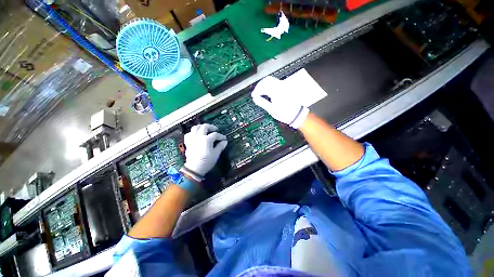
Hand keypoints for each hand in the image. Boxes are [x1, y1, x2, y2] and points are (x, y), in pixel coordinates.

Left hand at [182, 124, 227, 177]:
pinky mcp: (188, 142)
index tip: (224, 139)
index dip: (221, 136)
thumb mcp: (216, 154)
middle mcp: (199, 136)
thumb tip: (225, 141)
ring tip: (205, 129)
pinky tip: (196, 135)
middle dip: (211, 127)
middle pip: (204, 127)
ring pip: (195, 127)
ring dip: (201, 127)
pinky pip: (189, 134)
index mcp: (207, 139)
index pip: (215, 135)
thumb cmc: (207, 161)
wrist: (194, 168)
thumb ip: (220, 146)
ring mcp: (192, 138)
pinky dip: (193, 132)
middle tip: (215, 129)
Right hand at [251, 76, 309, 128]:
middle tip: (256, 93)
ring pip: (271, 80)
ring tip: (260, 92)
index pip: (263, 86)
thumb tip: (255, 98)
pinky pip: (276, 82)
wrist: (296, 115)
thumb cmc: (285, 114)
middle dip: (259, 85)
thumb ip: (262, 102)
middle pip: (267, 80)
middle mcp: (281, 85)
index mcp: (276, 91)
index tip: (253, 95)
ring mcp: (284, 85)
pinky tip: (267, 91)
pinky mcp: (286, 87)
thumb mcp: (271, 110)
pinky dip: (270, 85)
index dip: (256, 90)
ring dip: (264, 84)